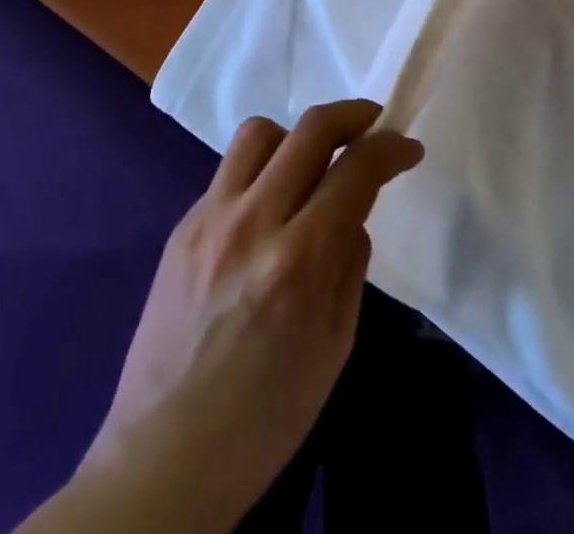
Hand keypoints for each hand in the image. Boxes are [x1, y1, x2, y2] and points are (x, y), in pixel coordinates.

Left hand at [28, 101, 422, 533]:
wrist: (165, 459)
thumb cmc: (265, 418)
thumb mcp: (334, 345)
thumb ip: (350, 264)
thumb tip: (353, 212)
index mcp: (299, 260)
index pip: (357, 169)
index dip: (392, 147)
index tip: (409, 148)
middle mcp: (253, 222)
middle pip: (311, 129)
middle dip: (354, 115)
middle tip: (373, 125)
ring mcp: (209, 218)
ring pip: (260, 132)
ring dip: (297, 136)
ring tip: (310, 163)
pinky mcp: (181, 226)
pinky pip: (229, 172)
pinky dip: (260, 172)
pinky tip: (266, 208)